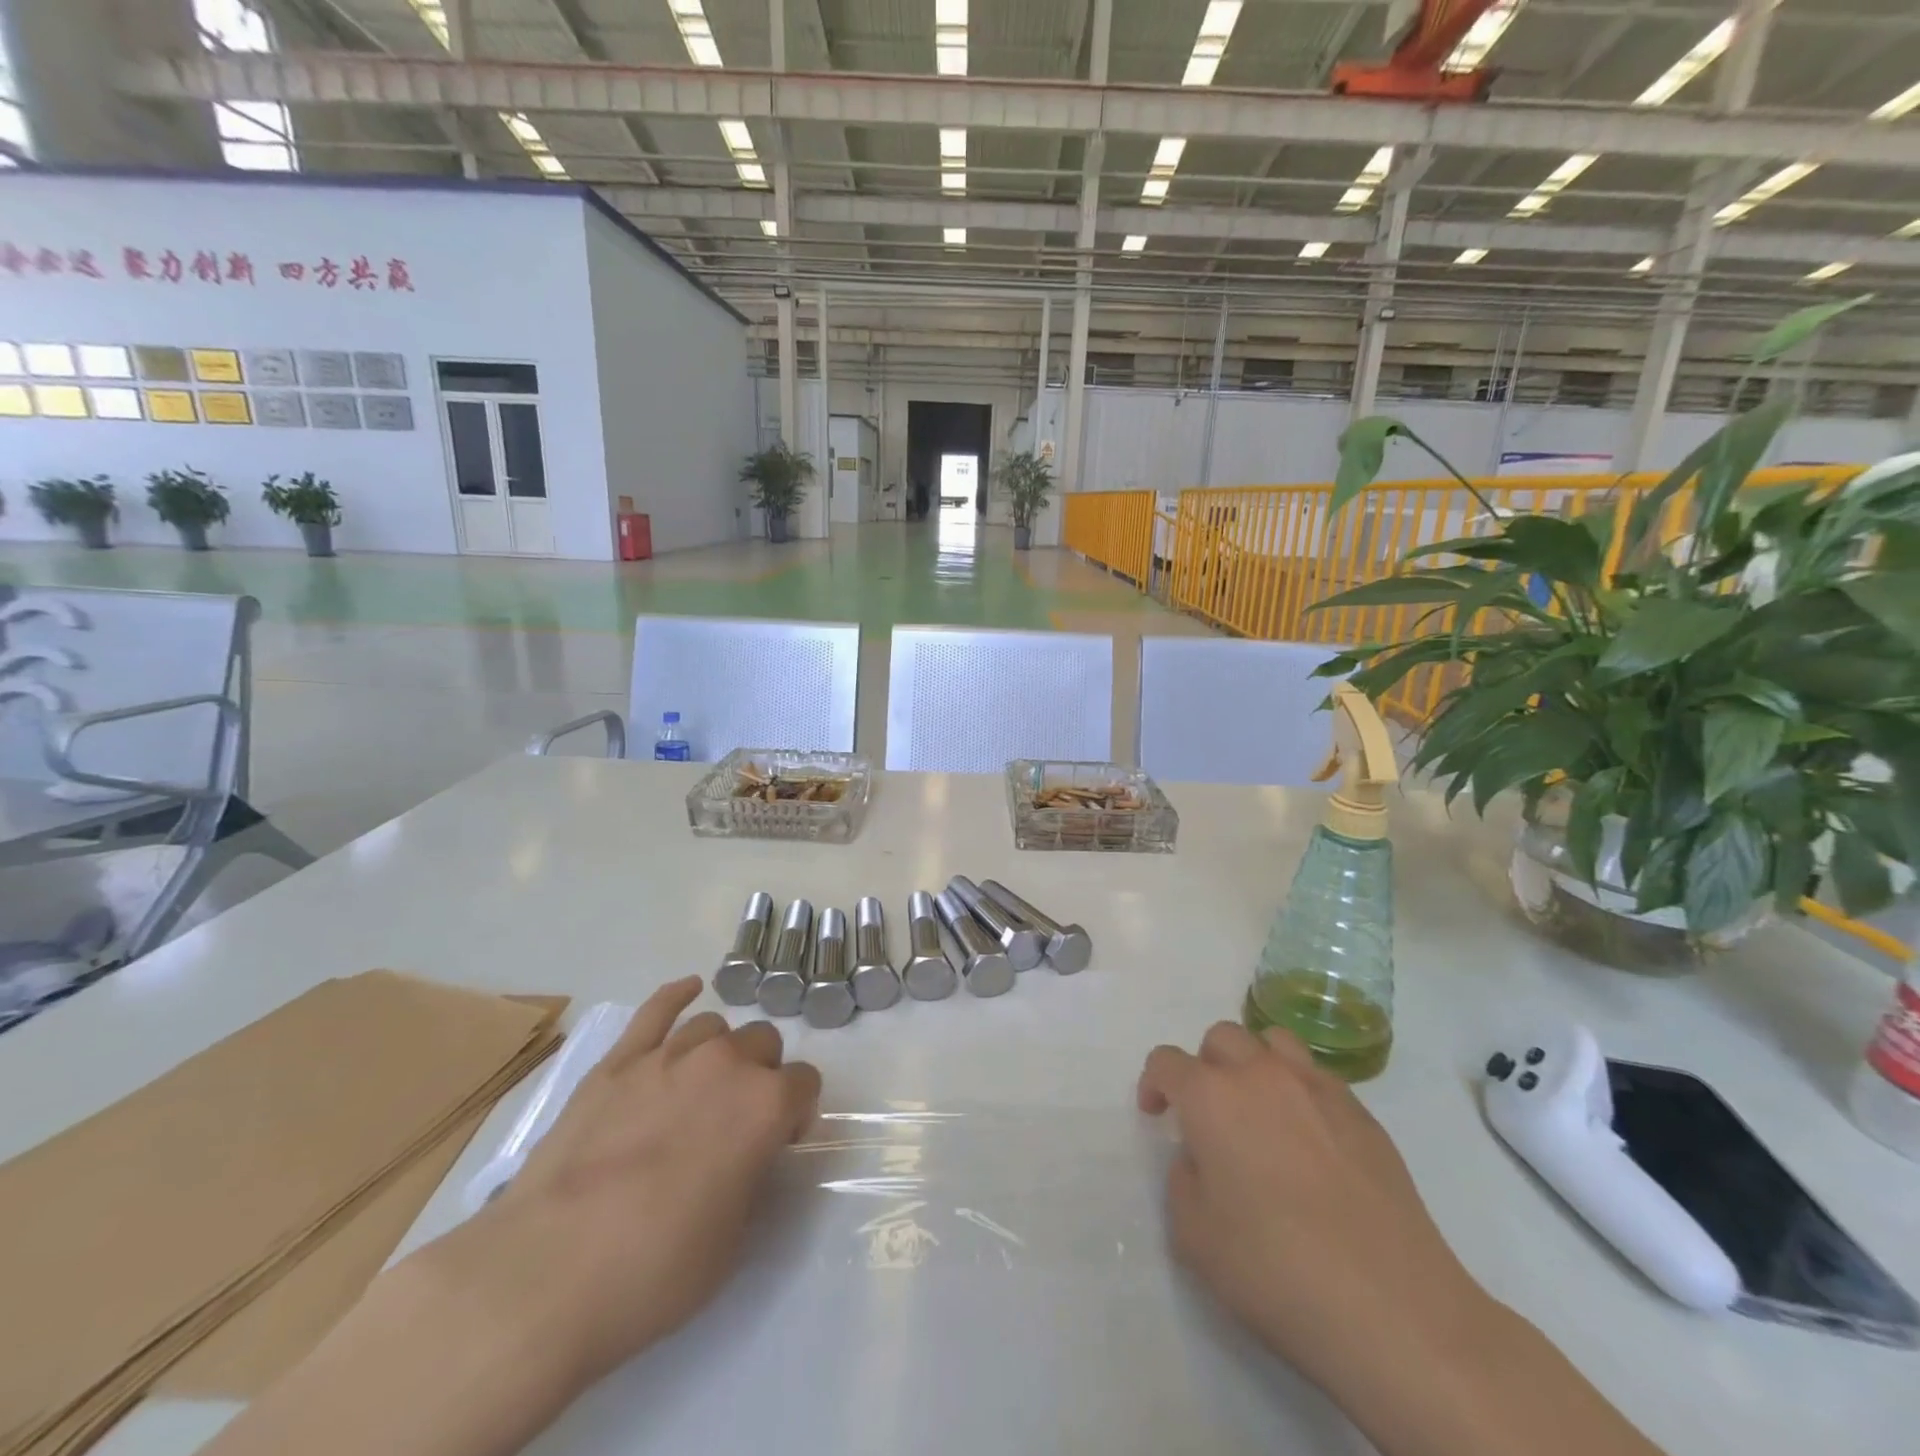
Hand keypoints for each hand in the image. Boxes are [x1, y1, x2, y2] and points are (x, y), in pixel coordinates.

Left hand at [436, 977, 820, 1389]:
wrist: (545, 1276)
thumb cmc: (653, 1272)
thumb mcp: (733, 1240)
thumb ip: (754, 1174)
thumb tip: (751, 1151)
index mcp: (764, 1105)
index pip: (804, 1083)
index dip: (797, 1112)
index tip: (780, 1141)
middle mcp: (725, 1064)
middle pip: (763, 1042)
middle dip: (762, 1074)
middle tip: (738, 1119)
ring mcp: (667, 1056)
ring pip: (714, 1028)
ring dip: (720, 1052)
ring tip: (702, 1089)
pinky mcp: (616, 1062)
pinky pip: (656, 1009)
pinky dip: (676, 996)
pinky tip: (689, 990)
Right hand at [1138, 1022, 1490, 1403]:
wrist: (1393, 1309)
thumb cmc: (1276, 1271)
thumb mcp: (1195, 1236)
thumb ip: (1184, 1180)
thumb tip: (1202, 1157)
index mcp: (1211, 1097)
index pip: (1167, 1061)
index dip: (1154, 1083)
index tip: (1157, 1116)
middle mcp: (1261, 1075)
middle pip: (1221, 1038)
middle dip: (1205, 1067)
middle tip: (1208, 1115)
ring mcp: (1317, 1088)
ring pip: (1273, 1042)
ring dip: (1254, 1063)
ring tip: (1259, 1110)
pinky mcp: (1363, 1114)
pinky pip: (1317, 1077)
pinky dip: (1299, 1091)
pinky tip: (1310, 1142)